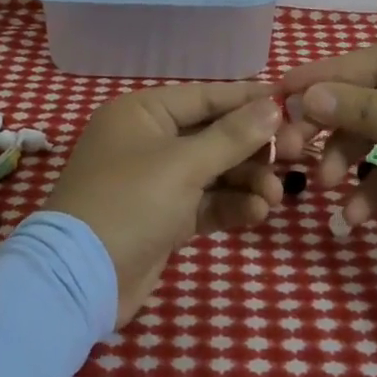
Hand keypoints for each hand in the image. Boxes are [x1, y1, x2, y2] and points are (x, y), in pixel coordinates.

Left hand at [45, 83, 283, 325]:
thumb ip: (232, 136)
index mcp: (143, 113)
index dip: (248, 100)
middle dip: (252, 148)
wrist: (82, 279)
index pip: (205, 96)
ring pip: (213, 172)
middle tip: (294, 155)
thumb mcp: (183, 165)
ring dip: (246, 181)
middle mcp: (149, 140)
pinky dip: (230, 206)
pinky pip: (205, 203)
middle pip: (213, 135)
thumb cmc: (130, 202)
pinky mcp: (164, 218)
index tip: (291, 102)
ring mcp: (155, 181)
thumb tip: (273, 105)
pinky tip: (257, 214)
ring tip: (277, 196)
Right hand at [274, 35, 376, 273]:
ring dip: (353, 161)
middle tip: (294, 150)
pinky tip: (356, 216)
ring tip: (326, 188)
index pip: (371, 60)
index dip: (323, 78)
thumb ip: (359, 110)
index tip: (279, 94)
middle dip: (336, 128)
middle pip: (373, 98)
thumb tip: (305, 94)